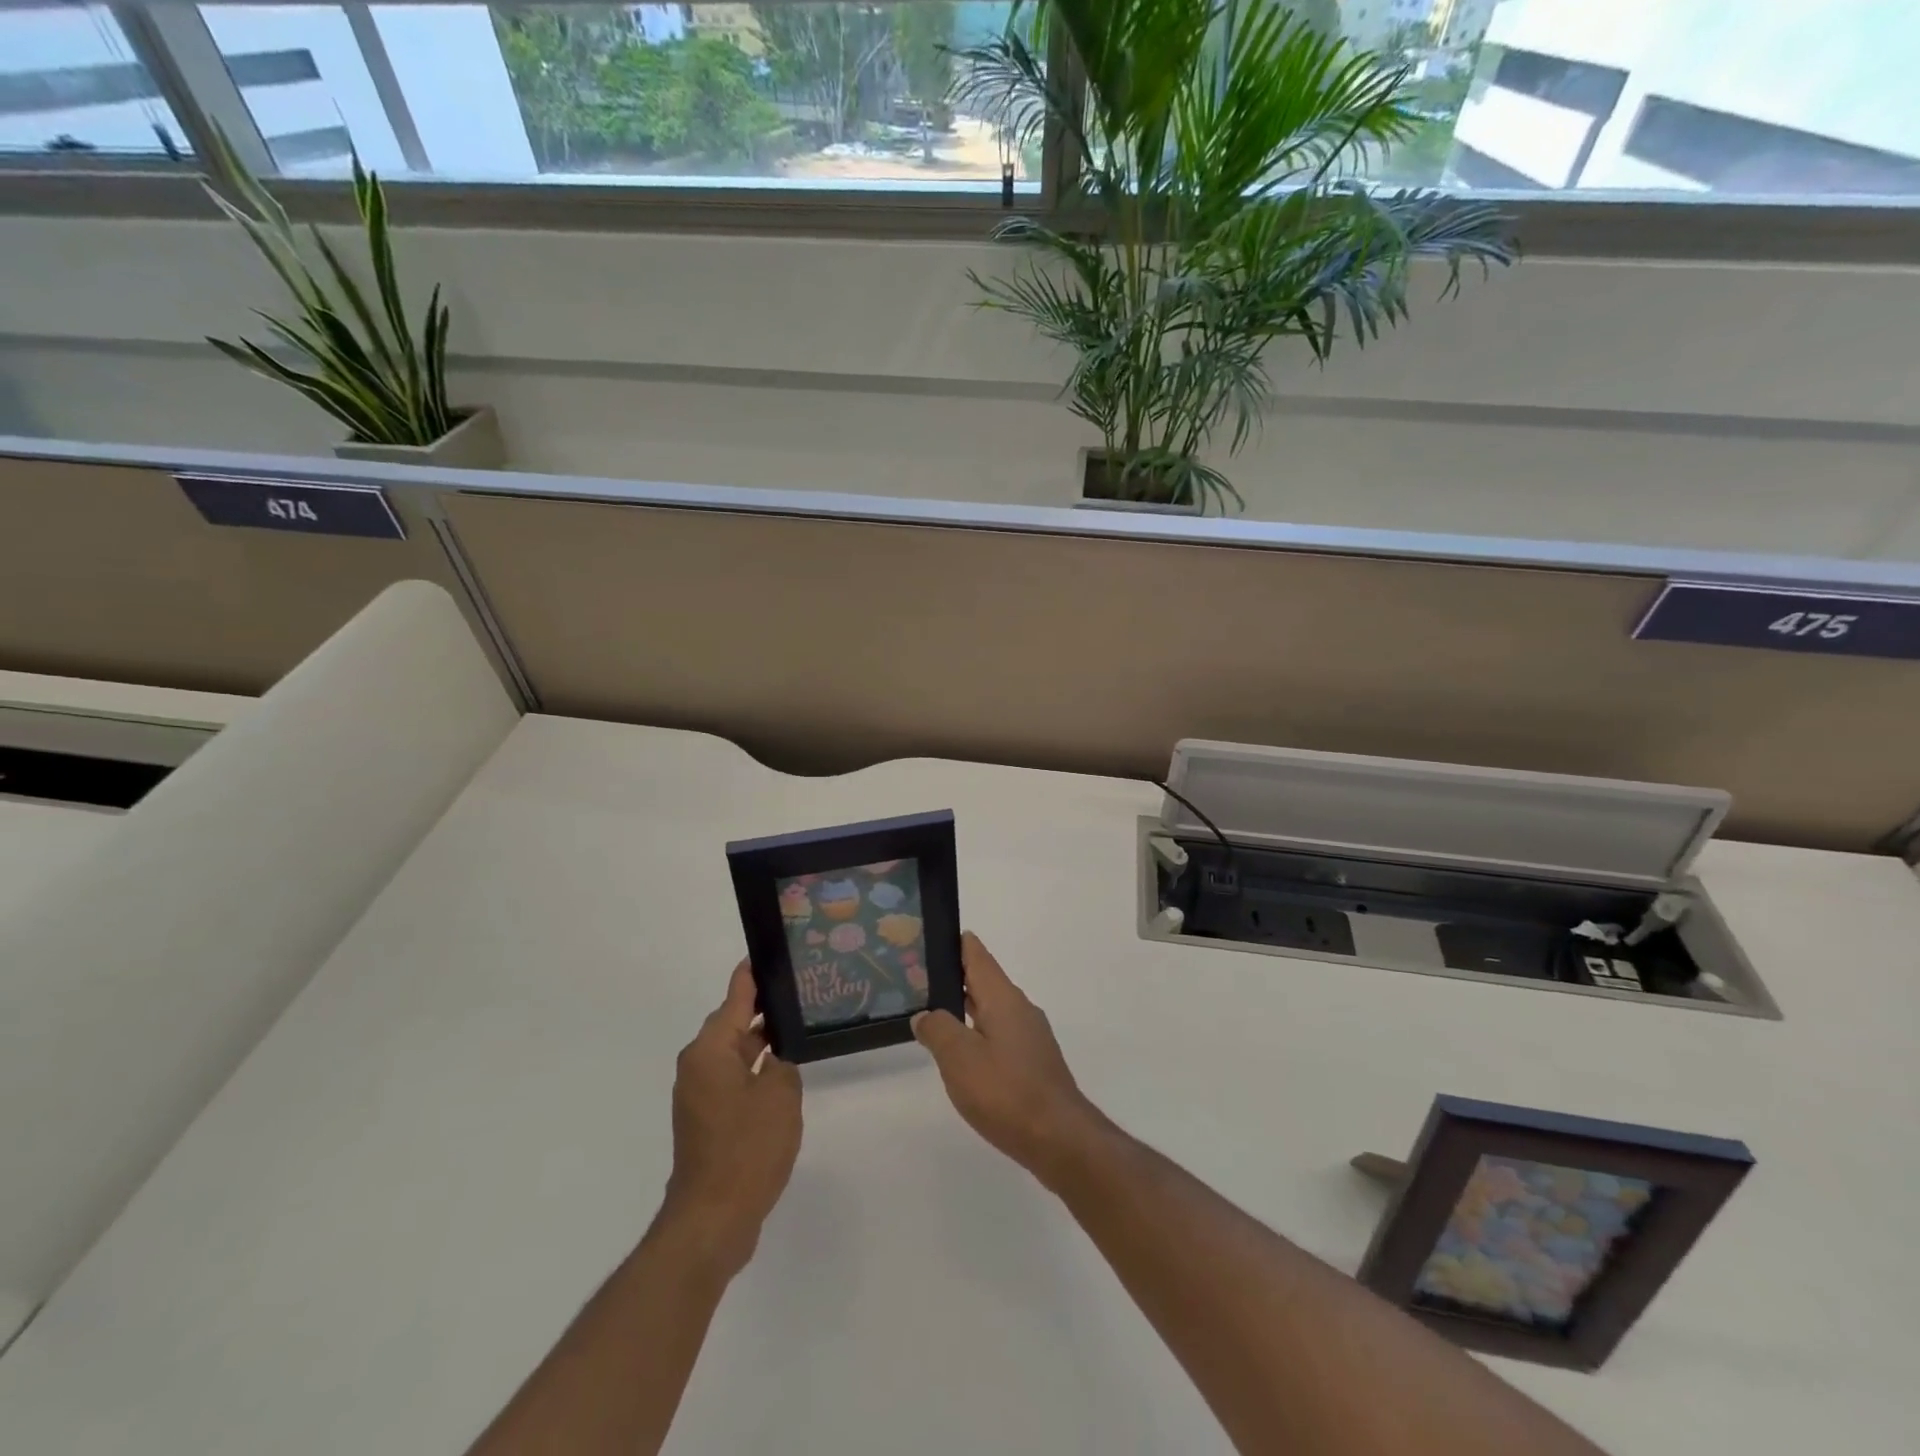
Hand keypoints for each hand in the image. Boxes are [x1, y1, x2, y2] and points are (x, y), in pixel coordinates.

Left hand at [659, 960, 802, 1276]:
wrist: (712, 1219)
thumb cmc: (747, 1147)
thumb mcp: (779, 1093)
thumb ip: (782, 1061)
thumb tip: (774, 1054)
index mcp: (710, 1050)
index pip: (735, 996)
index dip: (753, 974)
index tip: (770, 951)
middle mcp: (698, 1065)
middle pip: (732, 1022)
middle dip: (763, 1007)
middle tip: (799, 990)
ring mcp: (700, 1095)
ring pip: (734, 1052)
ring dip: (761, 1041)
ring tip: (797, 1026)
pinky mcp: (707, 1120)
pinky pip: (733, 1078)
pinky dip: (754, 1069)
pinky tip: (783, 1071)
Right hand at [912, 933, 1105, 1184]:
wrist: (1059, 1138)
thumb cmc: (1006, 1091)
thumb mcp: (959, 1058)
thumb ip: (938, 1030)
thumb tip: (925, 1014)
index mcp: (1003, 998)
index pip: (977, 955)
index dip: (955, 943)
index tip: (930, 936)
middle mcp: (1020, 1008)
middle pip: (984, 980)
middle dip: (954, 976)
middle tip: (918, 977)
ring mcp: (1030, 1036)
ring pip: (991, 1009)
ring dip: (965, 1007)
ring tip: (933, 1013)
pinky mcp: (1033, 1062)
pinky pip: (999, 1034)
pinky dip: (977, 1032)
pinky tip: (962, 1052)